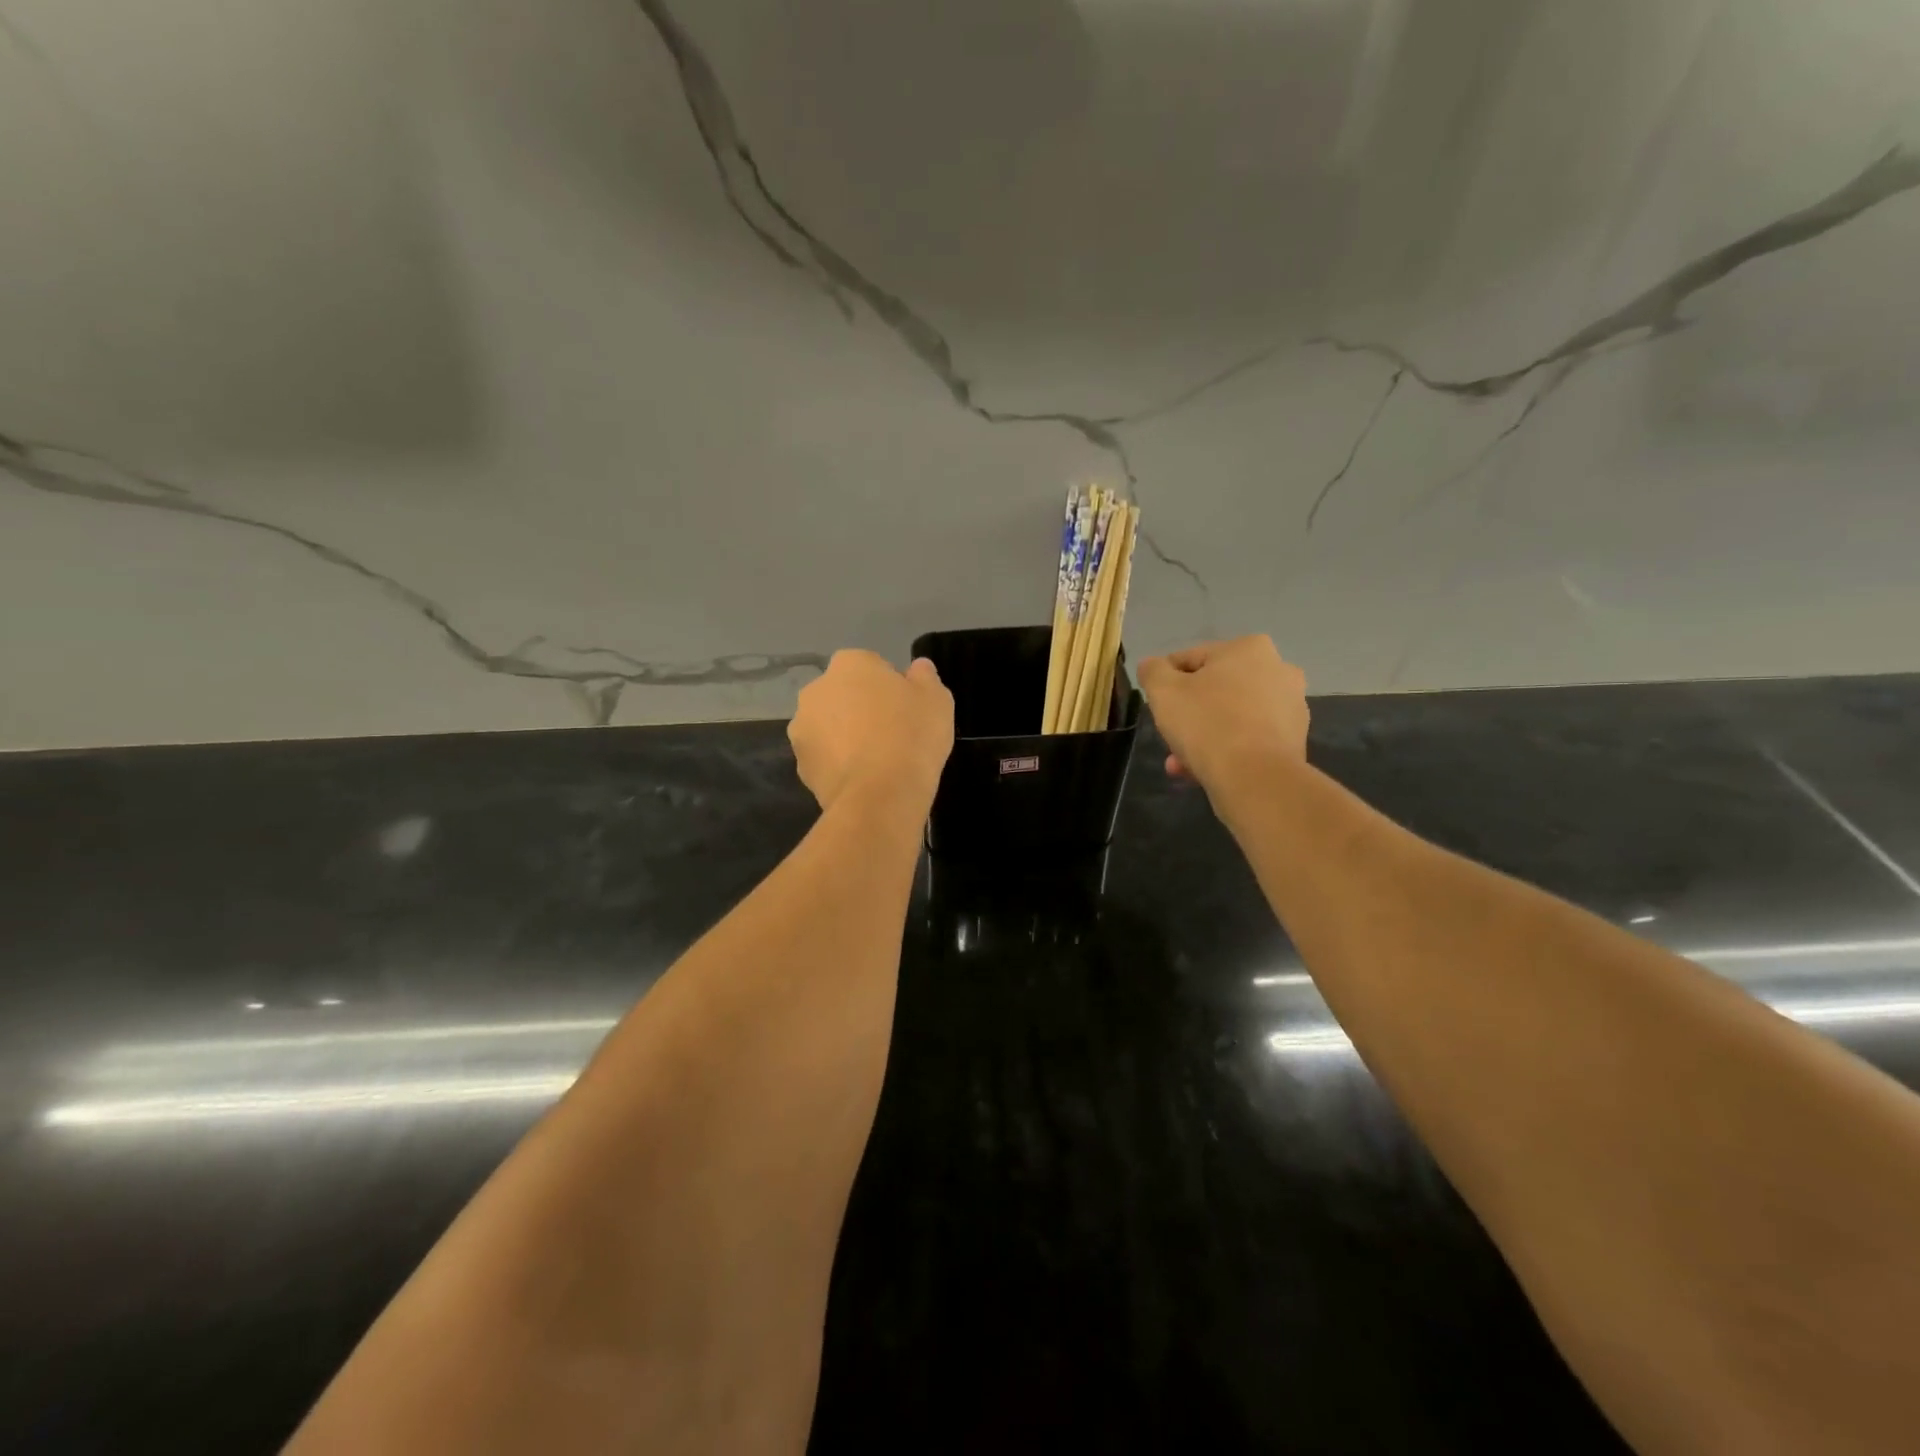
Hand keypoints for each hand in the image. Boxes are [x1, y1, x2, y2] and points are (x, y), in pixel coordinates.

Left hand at [788, 650, 953, 812]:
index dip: (890, 687)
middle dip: (860, 708)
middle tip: (892, 733)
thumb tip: (918, 668)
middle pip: (843, 694)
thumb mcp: (936, 699)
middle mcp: (816, 690)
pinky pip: (824, 758)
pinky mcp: (800, 766)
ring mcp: (802, 729)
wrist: (881, 795)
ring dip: (845, 736)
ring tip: (876, 761)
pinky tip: (863, 780)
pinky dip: (838, 765)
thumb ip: (925, 677)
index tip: (906, 709)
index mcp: (848, 664)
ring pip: (829, 726)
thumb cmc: (911, 736)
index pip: (870, 666)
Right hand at [1137, 635, 1308, 794]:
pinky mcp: (1295, 740)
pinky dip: (1228, 750)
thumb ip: (1153, 671)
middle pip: (1214, 691)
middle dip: (1188, 715)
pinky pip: (1249, 739)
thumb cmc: (1207, 723)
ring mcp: (1292, 707)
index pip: (1191, 659)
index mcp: (1249, 648)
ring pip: (1231, 717)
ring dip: (1204, 736)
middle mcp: (1279, 670)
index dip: (1166, 682)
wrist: (1255, 778)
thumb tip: (1152, 666)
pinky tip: (1205, 771)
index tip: (1156, 705)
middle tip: (1169, 738)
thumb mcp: (1163, 691)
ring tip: (1181, 764)